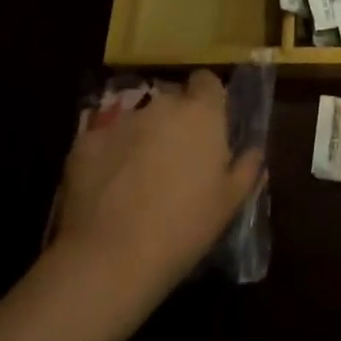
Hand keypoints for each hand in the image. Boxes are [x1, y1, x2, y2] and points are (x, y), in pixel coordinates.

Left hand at [52, 70, 262, 300]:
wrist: (111, 260)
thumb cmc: (183, 228)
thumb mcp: (230, 204)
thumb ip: (247, 168)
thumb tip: (254, 150)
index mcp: (202, 112)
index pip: (207, 81)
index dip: (206, 99)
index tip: (206, 126)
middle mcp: (163, 104)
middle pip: (171, 101)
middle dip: (173, 122)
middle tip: (173, 160)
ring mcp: (122, 120)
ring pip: (137, 120)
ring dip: (140, 138)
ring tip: (136, 179)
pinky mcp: (86, 140)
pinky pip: (103, 141)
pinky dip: (107, 158)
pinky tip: (106, 191)